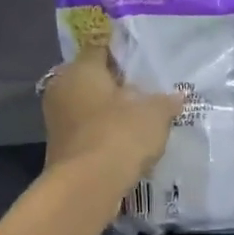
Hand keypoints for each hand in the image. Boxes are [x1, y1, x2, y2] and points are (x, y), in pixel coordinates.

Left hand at [41, 46, 184, 176]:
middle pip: (93, 78)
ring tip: (139, 119)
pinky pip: (87, 130)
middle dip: (116, 85)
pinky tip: (125, 142)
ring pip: (89, 106)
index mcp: (80, 68)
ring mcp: (56, 118)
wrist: (88, 186)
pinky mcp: (60, 146)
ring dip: (109, 111)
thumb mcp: (154, 114)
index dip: (122, 53)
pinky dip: (103, 133)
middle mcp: (62, 88)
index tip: (142, 62)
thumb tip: (177, 96)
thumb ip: (166, 101)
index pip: (100, 48)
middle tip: (145, 91)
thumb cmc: (119, 134)